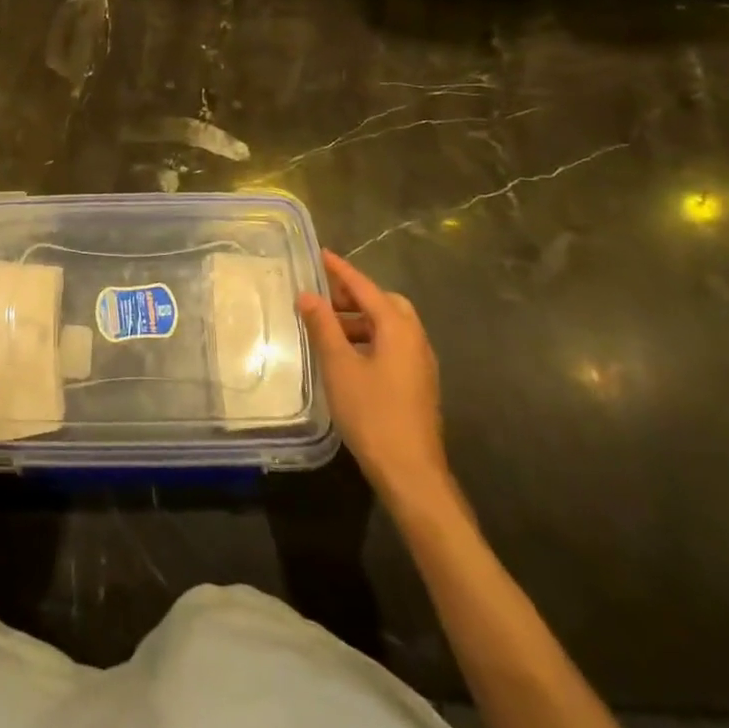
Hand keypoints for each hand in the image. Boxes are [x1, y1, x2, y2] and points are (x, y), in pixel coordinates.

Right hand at [299, 251, 452, 511]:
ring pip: (389, 326)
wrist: (411, 473)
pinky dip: (369, 338)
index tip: (321, 254)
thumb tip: (308, 295)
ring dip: (360, 319)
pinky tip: (346, 356)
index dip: (341, 271)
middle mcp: (415, 339)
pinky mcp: (418, 383)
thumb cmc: (372, 414)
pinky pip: (392, 345)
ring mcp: (420, 363)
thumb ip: (323, 326)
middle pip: (384, 303)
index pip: (366, 287)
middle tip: (323, 297)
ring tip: (328, 328)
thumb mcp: (339, 366)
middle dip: (354, 296)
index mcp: (398, 328)